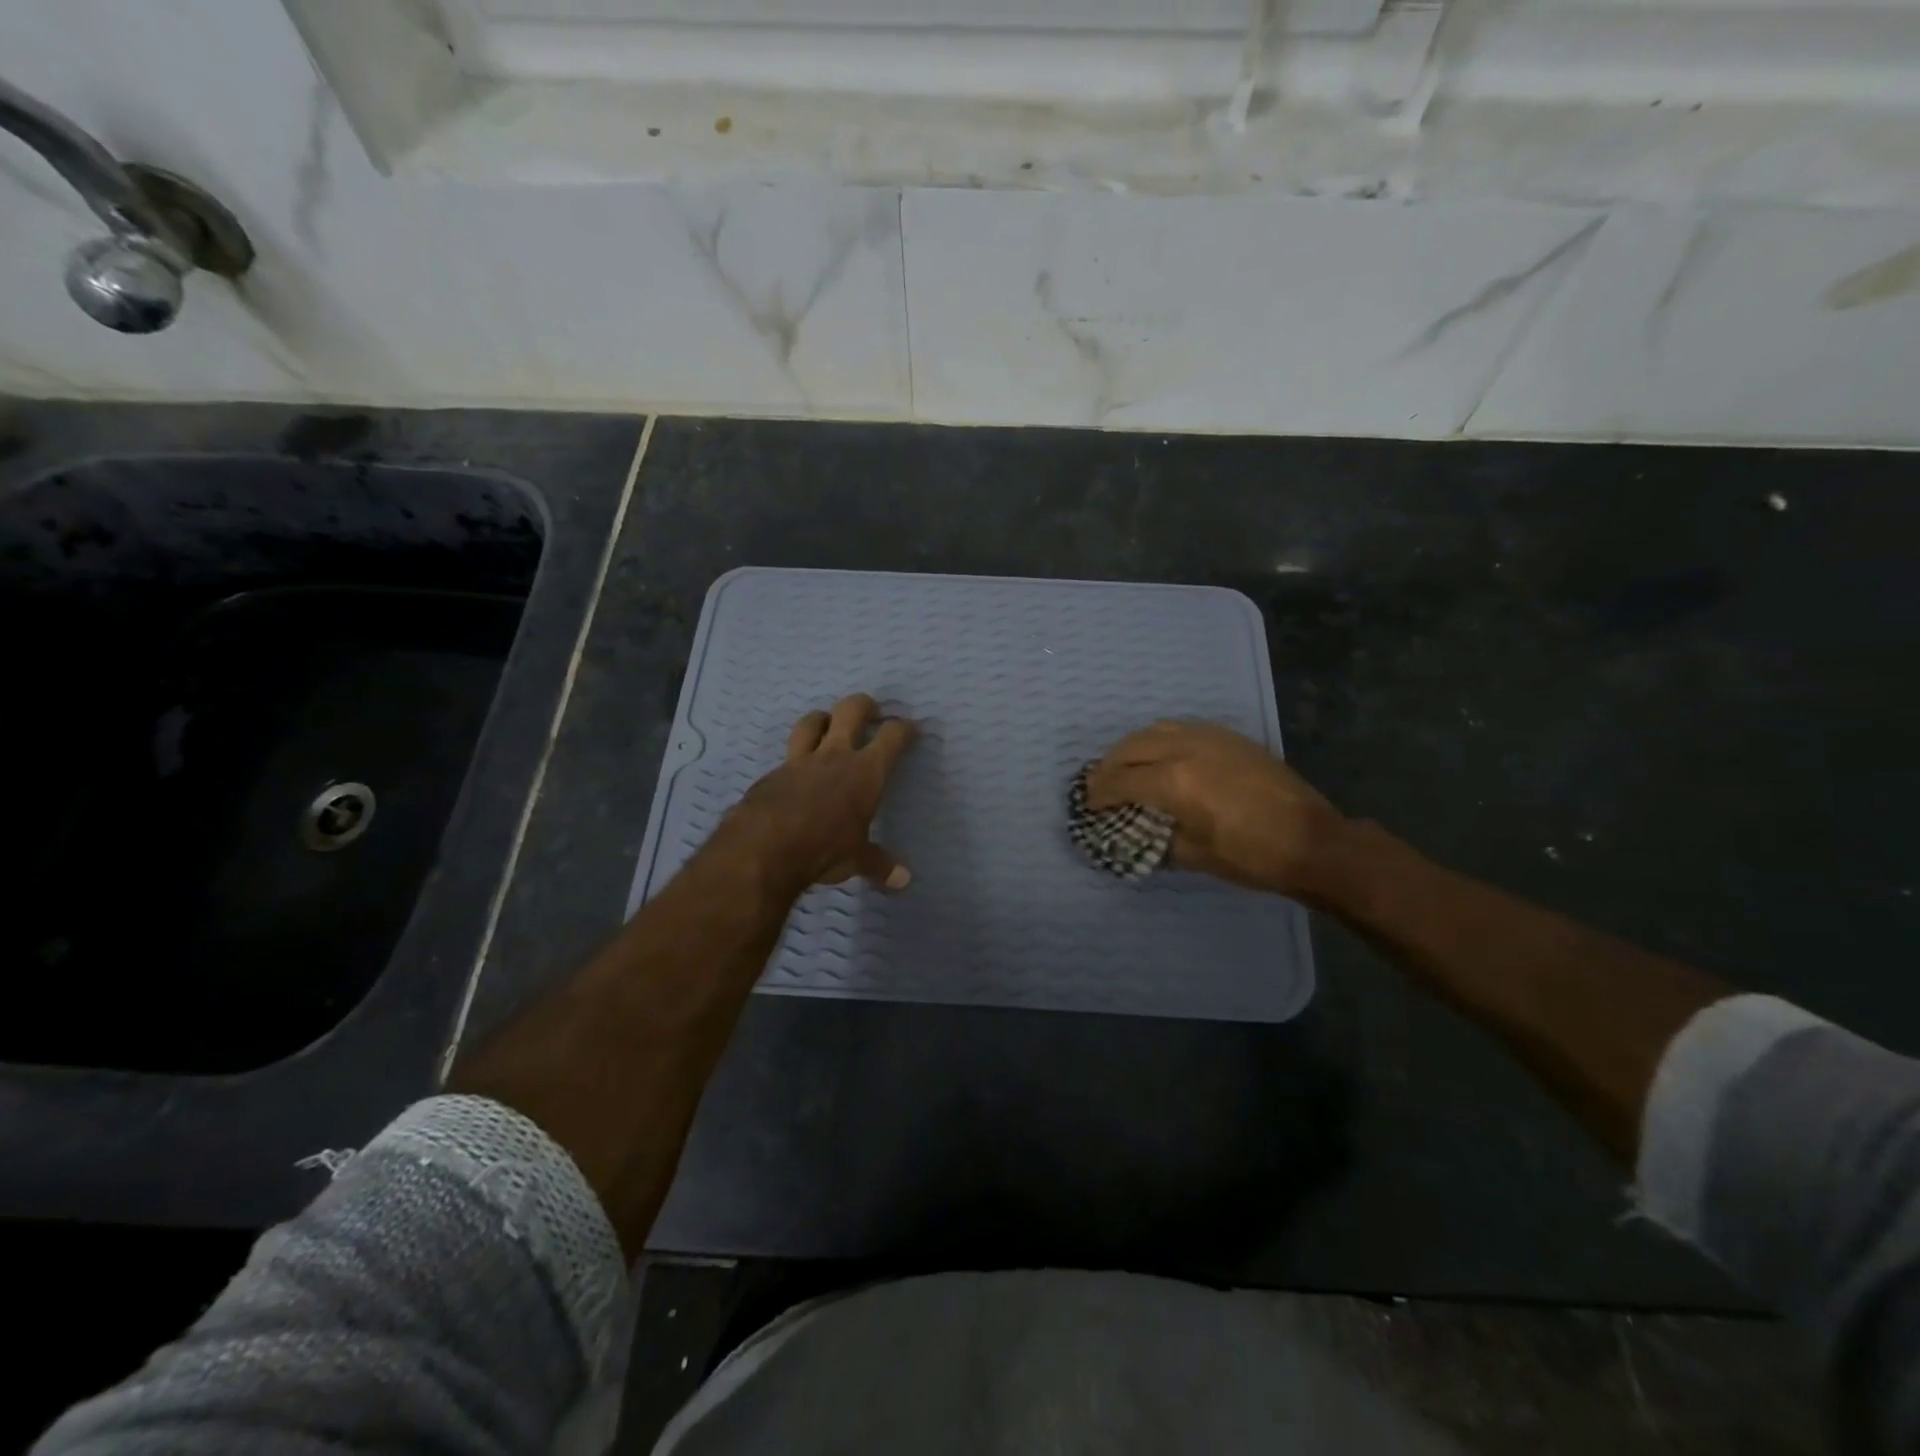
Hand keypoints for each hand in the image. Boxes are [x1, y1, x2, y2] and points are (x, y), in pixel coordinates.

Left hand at [727, 694, 917, 891]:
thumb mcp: (856, 859)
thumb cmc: (824, 848)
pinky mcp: (772, 774)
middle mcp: (834, 756)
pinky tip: (796, 772)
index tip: (909, 727)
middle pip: (850, 711)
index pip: (891, 737)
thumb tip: (905, 880)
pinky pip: (787, 756)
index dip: (903, 728)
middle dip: (863, 705)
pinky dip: (795, 758)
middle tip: (870, 710)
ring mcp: (799, 761)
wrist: (764, 847)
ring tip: (828, 724)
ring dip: (822, 718)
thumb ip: (879, 864)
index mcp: (865, 771)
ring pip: (811, 722)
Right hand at [1085, 721, 1345, 895]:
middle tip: (1097, 784)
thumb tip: (1136, 832)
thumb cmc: (1251, 857)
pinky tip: (1162, 755)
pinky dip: (1161, 739)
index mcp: (1174, 782)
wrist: (1313, 841)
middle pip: (1131, 748)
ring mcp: (1210, 738)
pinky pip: (1182, 728)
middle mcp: (1186, 750)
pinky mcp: (1229, 737)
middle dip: (1108, 766)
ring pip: (1155, 730)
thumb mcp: (1195, 855)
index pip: (1121, 781)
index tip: (1088, 805)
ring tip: (1125, 766)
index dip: (1099, 793)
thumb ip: (1158, 838)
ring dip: (1133, 747)